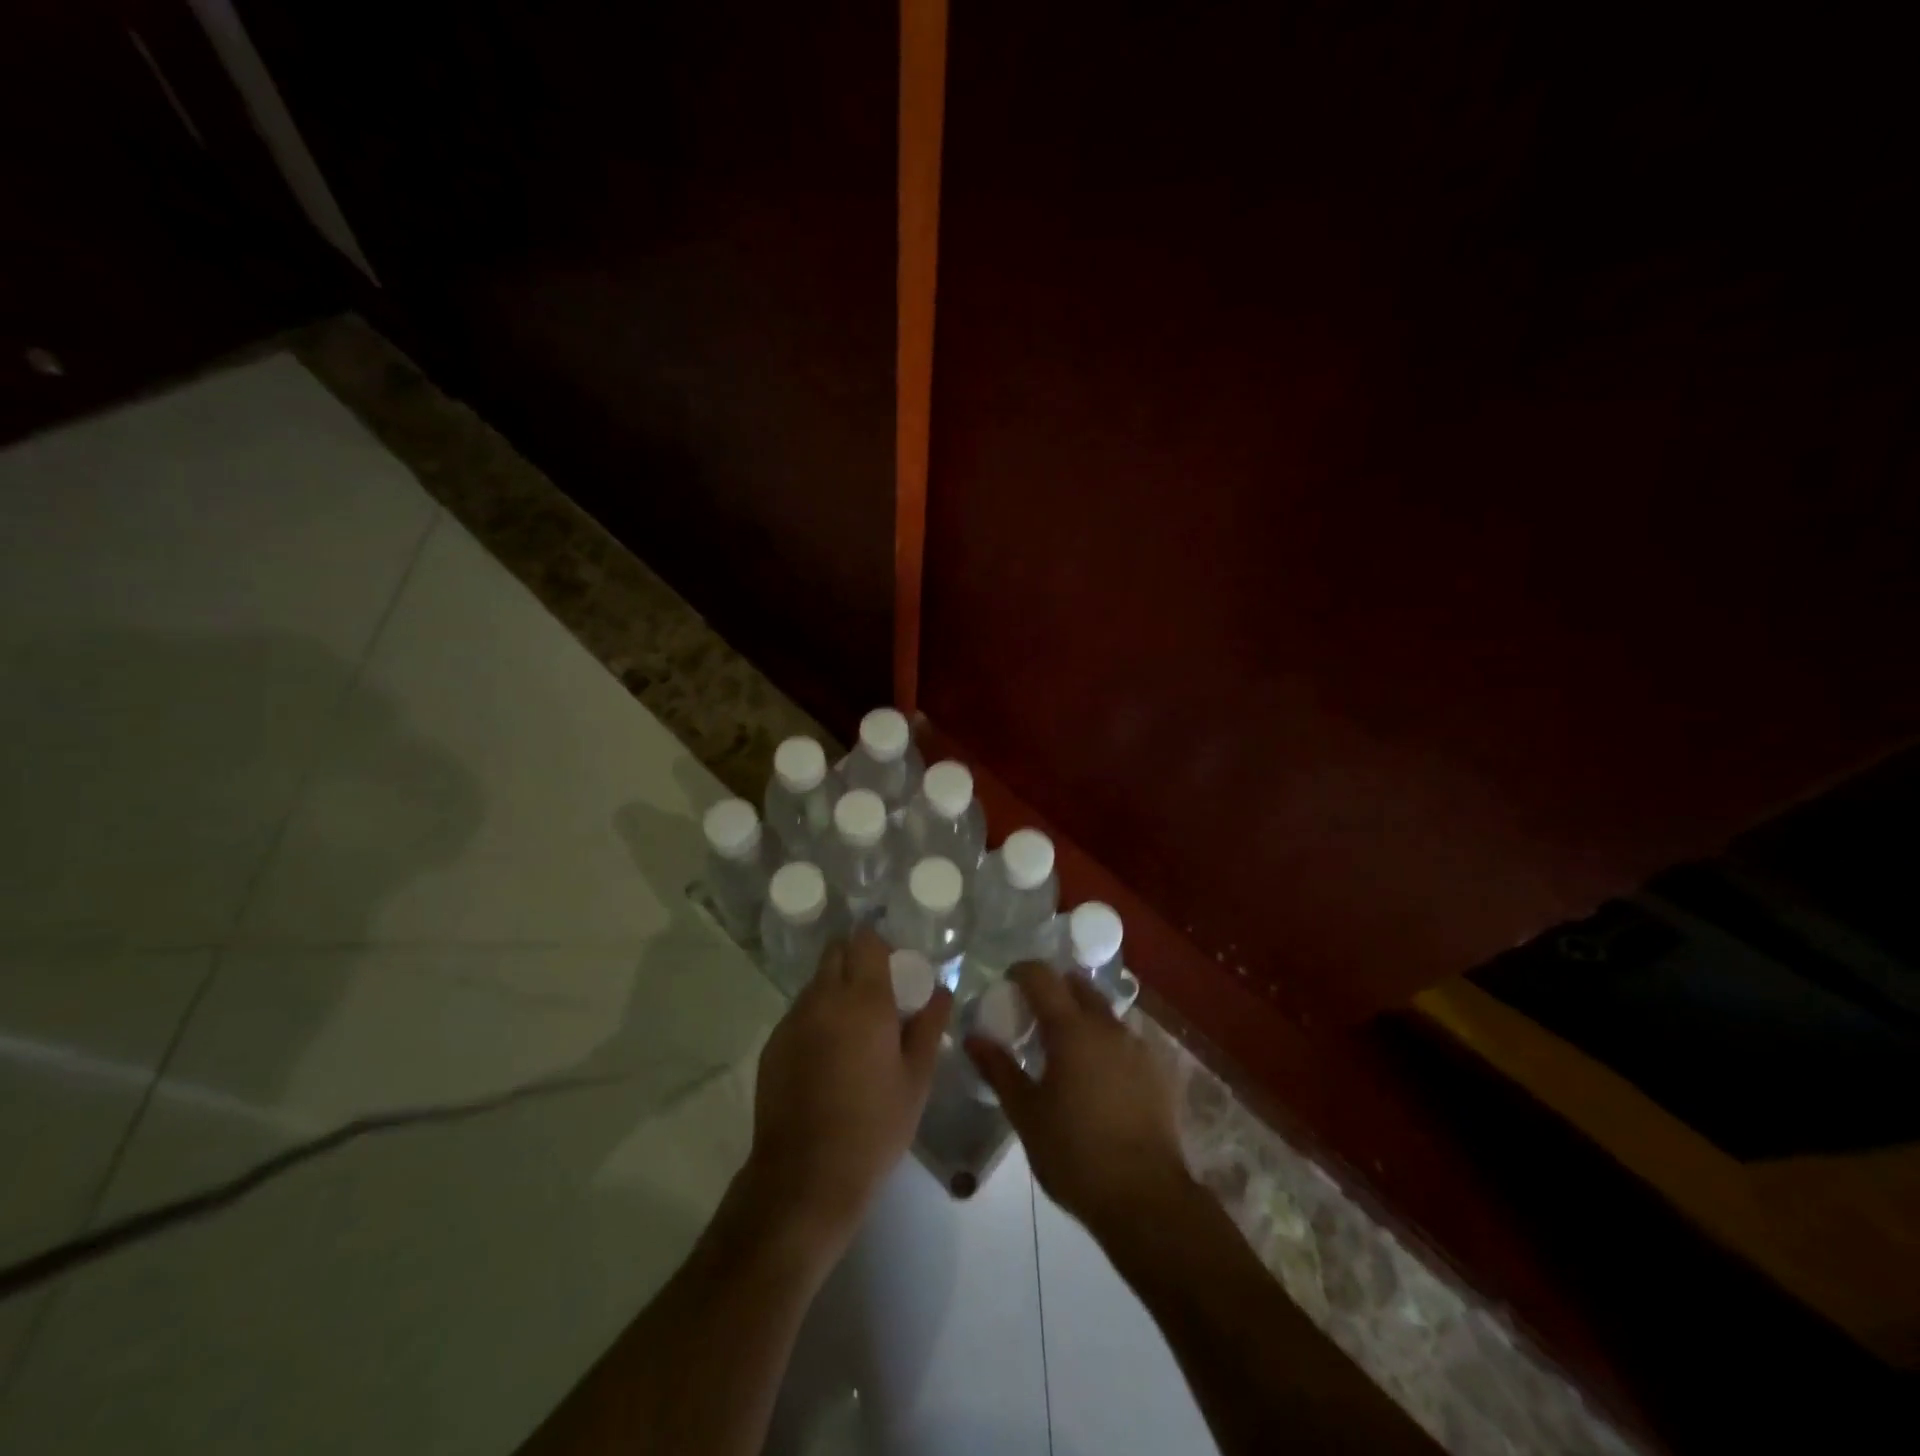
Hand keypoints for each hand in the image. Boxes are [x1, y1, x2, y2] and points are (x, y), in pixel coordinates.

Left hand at [743, 929, 952, 1258]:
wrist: (805, 1177)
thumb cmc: (874, 1126)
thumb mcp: (916, 1078)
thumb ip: (929, 1025)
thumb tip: (941, 991)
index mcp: (863, 1000)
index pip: (865, 940)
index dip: (880, 944)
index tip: (896, 965)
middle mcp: (823, 998)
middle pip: (836, 952)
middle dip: (856, 959)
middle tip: (879, 992)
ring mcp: (793, 1020)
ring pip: (817, 983)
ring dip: (836, 989)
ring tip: (856, 1029)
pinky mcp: (773, 1044)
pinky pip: (800, 1013)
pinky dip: (817, 1017)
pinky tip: (829, 1056)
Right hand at [966, 963, 1190, 1239]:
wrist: (1145, 1199)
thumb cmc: (1075, 1154)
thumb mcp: (1026, 1114)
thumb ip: (999, 1069)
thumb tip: (973, 1037)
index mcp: (1072, 1030)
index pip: (1043, 977)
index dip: (1022, 972)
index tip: (1008, 982)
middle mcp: (1108, 1027)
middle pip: (1078, 987)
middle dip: (1055, 989)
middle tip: (1033, 1015)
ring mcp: (1137, 1047)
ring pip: (1104, 1013)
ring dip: (1082, 1016)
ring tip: (1064, 1049)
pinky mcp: (1157, 1071)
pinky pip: (1124, 1040)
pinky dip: (1104, 1042)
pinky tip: (1096, 1076)